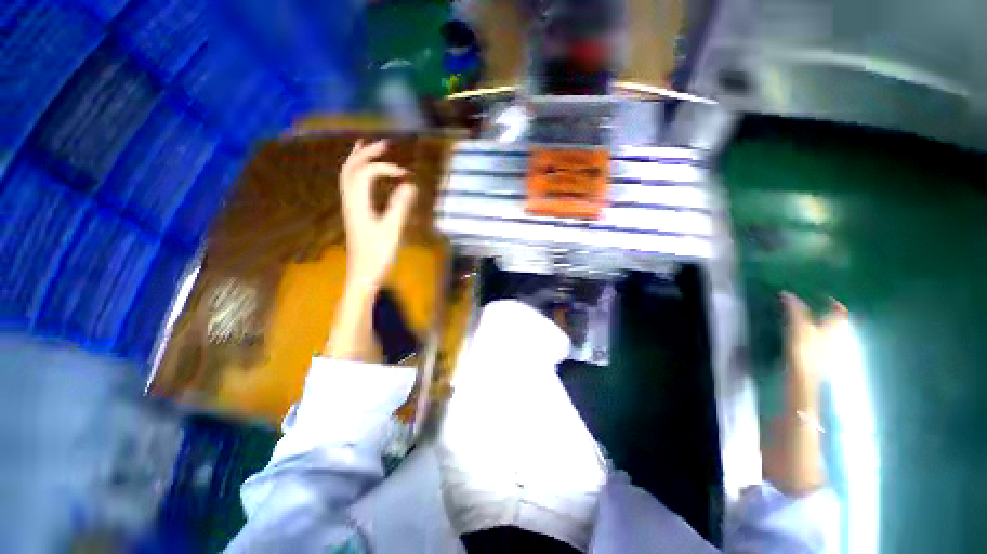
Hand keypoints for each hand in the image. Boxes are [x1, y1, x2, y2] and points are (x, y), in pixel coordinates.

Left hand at [340, 140, 417, 290]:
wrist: (363, 274)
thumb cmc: (378, 255)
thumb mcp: (392, 231)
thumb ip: (400, 207)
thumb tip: (409, 185)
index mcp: (359, 204)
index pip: (367, 173)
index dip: (385, 168)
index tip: (405, 174)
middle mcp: (350, 201)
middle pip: (351, 169)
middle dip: (366, 153)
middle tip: (384, 143)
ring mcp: (350, 207)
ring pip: (347, 176)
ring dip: (357, 159)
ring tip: (367, 147)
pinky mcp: (353, 214)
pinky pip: (350, 186)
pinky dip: (357, 173)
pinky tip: (365, 175)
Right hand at [782, 292, 847, 384]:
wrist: (804, 377)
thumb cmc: (804, 348)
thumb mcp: (798, 325)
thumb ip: (794, 309)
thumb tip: (787, 293)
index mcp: (836, 326)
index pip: (840, 311)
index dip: (834, 303)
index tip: (824, 298)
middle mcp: (840, 337)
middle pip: (838, 323)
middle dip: (829, 316)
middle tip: (815, 310)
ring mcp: (834, 350)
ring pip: (832, 335)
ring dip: (824, 328)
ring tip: (810, 324)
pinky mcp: (825, 360)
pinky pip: (825, 345)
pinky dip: (819, 339)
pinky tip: (808, 341)